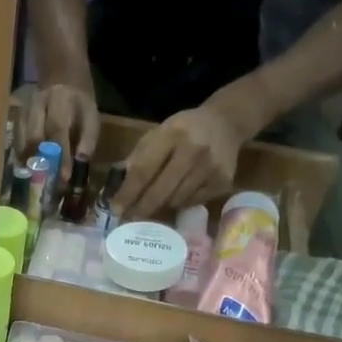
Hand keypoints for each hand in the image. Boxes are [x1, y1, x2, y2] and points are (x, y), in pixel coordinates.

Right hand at [18, 81, 100, 182]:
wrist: (62, 81)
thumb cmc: (79, 106)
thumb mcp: (91, 118)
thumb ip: (87, 139)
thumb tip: (80, 162)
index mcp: (61, 100)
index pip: (57, 129)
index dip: (61, 155)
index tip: (64, 177)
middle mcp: (38, 102)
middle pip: (34, 135)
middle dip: (40, 160)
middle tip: (46, 179)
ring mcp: (23, 108)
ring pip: (21, 138)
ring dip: (27, 159)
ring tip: (34, 176)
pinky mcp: (15, 116)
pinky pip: (15, 138)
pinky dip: (20, 154)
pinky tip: (25, 166)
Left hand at [118, 105, 242, 220]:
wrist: (226, 123)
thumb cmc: (184, 129)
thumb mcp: (158, 133)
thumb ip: (138, 157)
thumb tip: (118, 188)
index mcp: (171, 134)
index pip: (143, 170)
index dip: (128, 193)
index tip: (115, 209)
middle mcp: (193, 151)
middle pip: (160, 190)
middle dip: (141, 208)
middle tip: (128, 218)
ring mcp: (211, 168)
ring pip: (176, 200)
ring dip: (161, 206)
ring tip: (152, 204)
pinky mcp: (223, 181)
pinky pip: (193, 202)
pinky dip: (180, 202)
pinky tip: (177, 195)